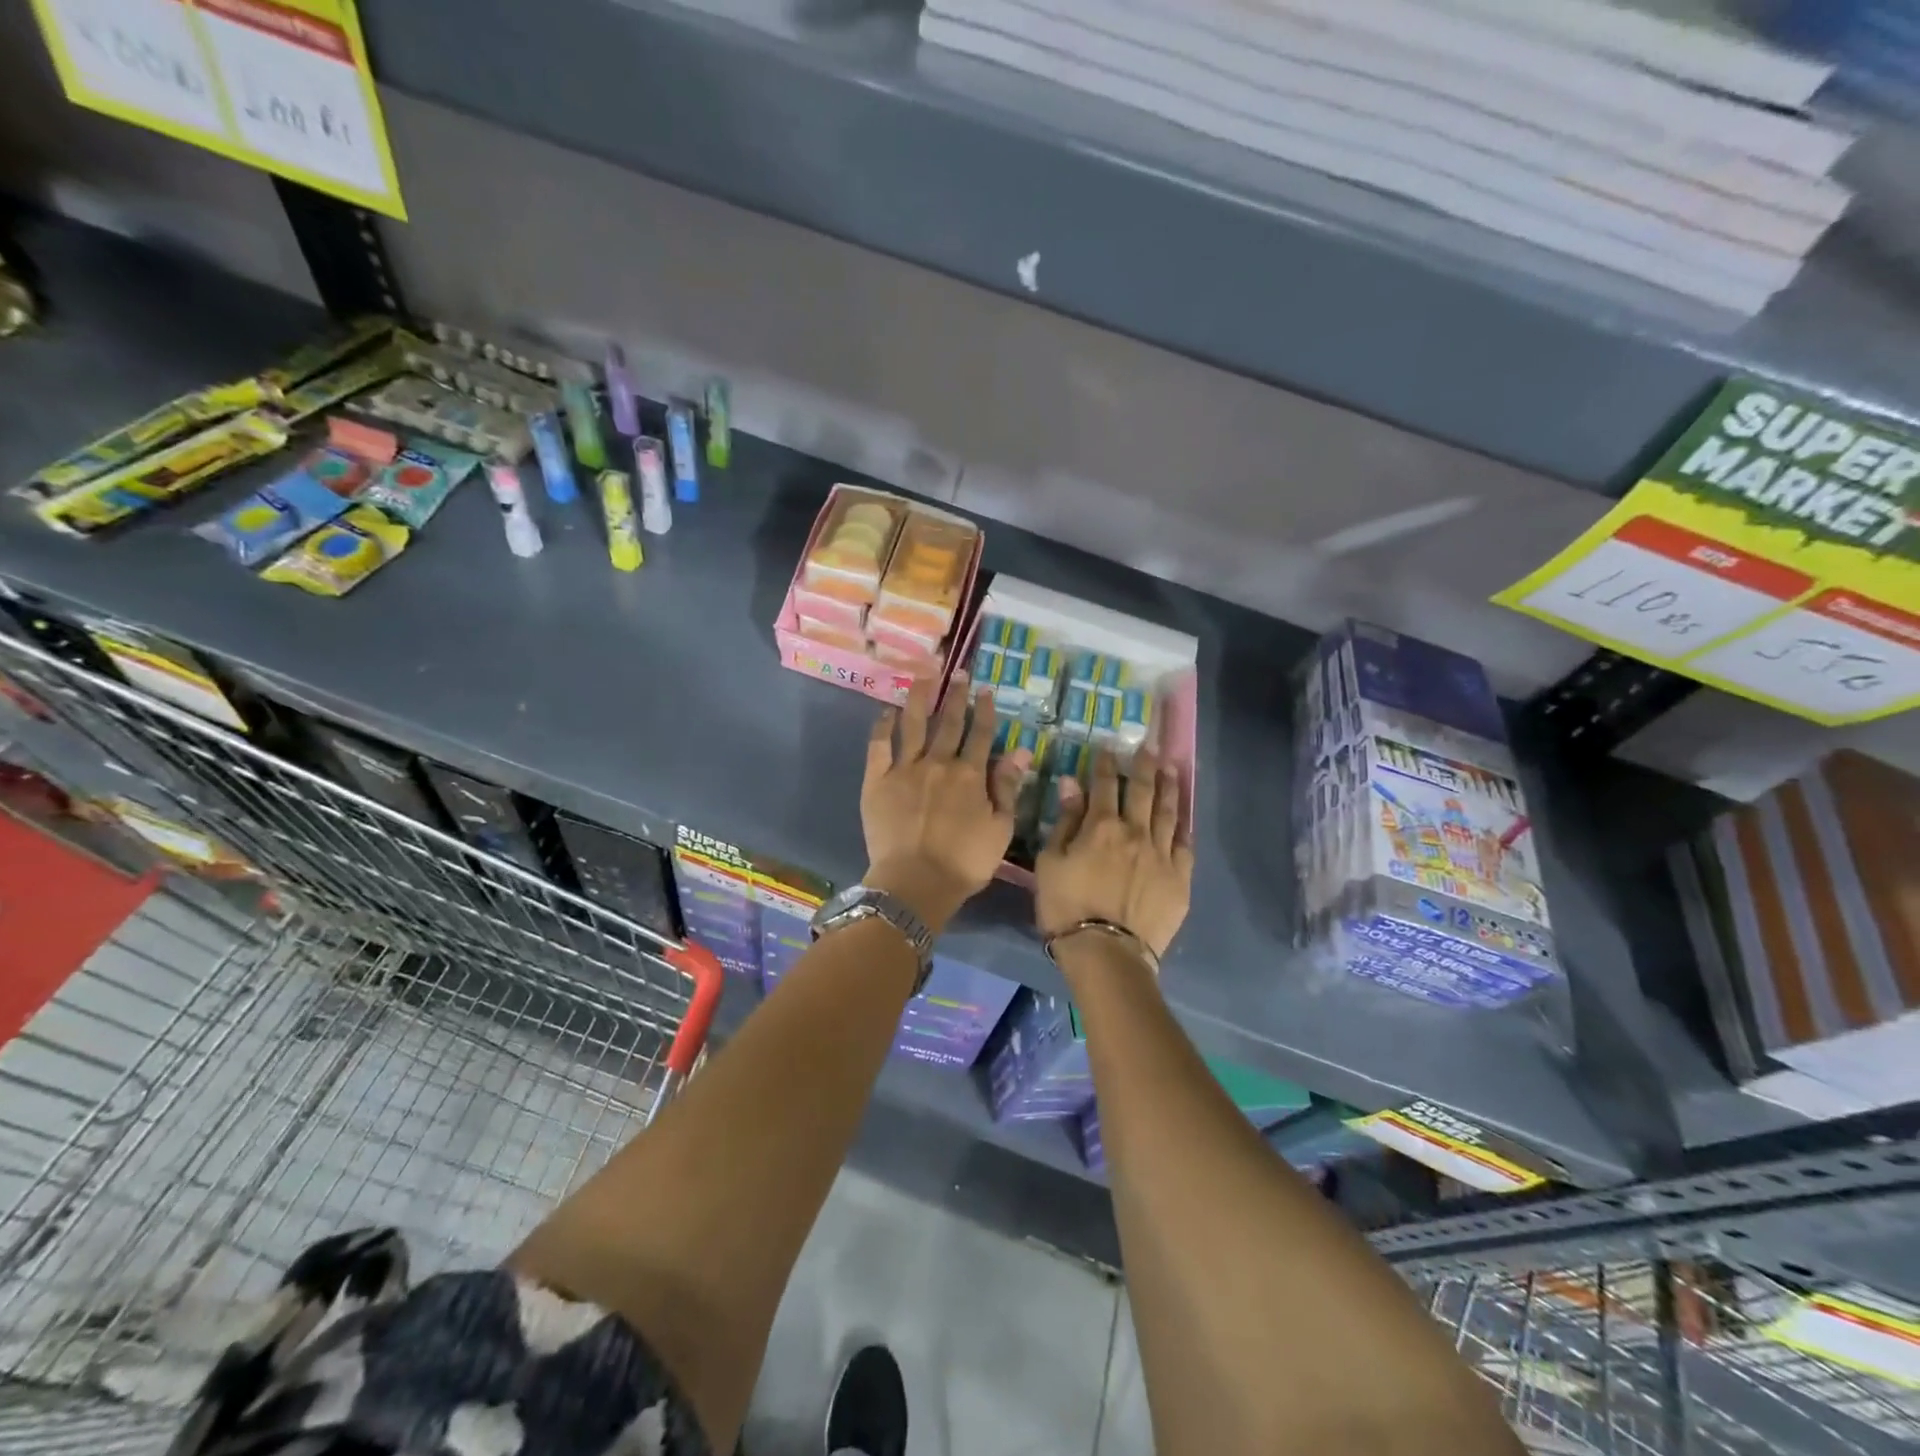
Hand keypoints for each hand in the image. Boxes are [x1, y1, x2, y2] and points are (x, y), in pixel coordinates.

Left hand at [862, 674, 1027, 931]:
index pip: (981, 734)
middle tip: (958, 672)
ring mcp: (905, 768)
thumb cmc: (965, 862)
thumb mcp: (1001, 829)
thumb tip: (1020, 750)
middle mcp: (939, 763)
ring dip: (920, 698)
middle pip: (949, 723)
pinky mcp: (877, 780)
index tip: (986, 689)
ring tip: (923, 676)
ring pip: (914, 724)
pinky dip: (883, 726)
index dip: (985, 710)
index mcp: (971, 775)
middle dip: (956, 696)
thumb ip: (1008, 787)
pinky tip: (887, 711)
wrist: (916, 882)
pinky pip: (879, 745)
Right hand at [1035, 746, 1192, 959]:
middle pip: (1143, 791)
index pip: (1105, 784)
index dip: (1106, 764)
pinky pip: (1185, 845)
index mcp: (1102, 826)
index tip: (1108, 748)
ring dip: (1168, 787)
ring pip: (1168, 812)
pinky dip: (1183, 826)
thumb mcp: (1051, 862)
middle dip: (1144, 766)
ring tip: (1170, 769)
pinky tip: (1183, 818)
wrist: (1107, 952)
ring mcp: (1162, 855)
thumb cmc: (1066, 907)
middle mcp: (1136, 832)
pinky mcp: (1180, 879)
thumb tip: (1072, 783)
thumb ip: (1064, 821)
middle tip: (1148, 748)